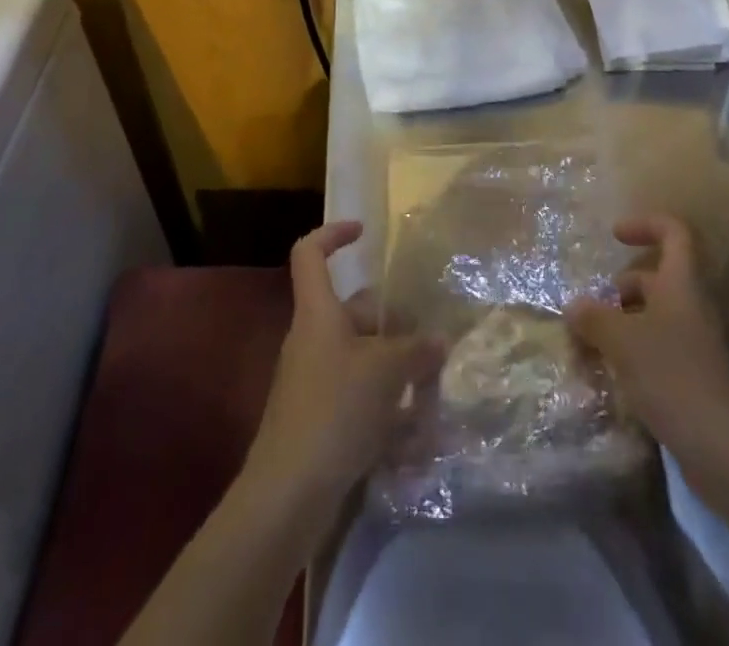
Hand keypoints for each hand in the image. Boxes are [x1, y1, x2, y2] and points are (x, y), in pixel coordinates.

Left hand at [243, 221, 442, 511]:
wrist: (288, 495)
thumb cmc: (335, 410)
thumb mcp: (386, 372)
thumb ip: (417, 350)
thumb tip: (440, 339)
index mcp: (318, 313)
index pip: (310, 254)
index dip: (333, 234)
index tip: (365, 232)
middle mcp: (312, 339)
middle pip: (354, 312)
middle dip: (394, 322)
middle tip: (432, 338)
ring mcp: (314, 381)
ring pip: (362, 358)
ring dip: (397, 370)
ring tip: (434, 389)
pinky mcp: (320, 420)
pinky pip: (358, 399)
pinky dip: (386, 410)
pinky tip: (418, 437)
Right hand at [565, 215, 728, 466]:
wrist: (723, 448)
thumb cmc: (671, 376)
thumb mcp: (621, 341)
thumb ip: (593, 317)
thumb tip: (574, 305)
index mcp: (681, 282)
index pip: (673, 232)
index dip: (645, 224)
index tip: (614, 235)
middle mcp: (693, 304)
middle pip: (659, 276)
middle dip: (624, 285)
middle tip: (594, 304)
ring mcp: (698, 341)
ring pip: (658, 313)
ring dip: (626, 319)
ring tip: (594, 340)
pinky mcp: (697, 374)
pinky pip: (662, 345)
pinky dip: (637, 349)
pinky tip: (614, 372)